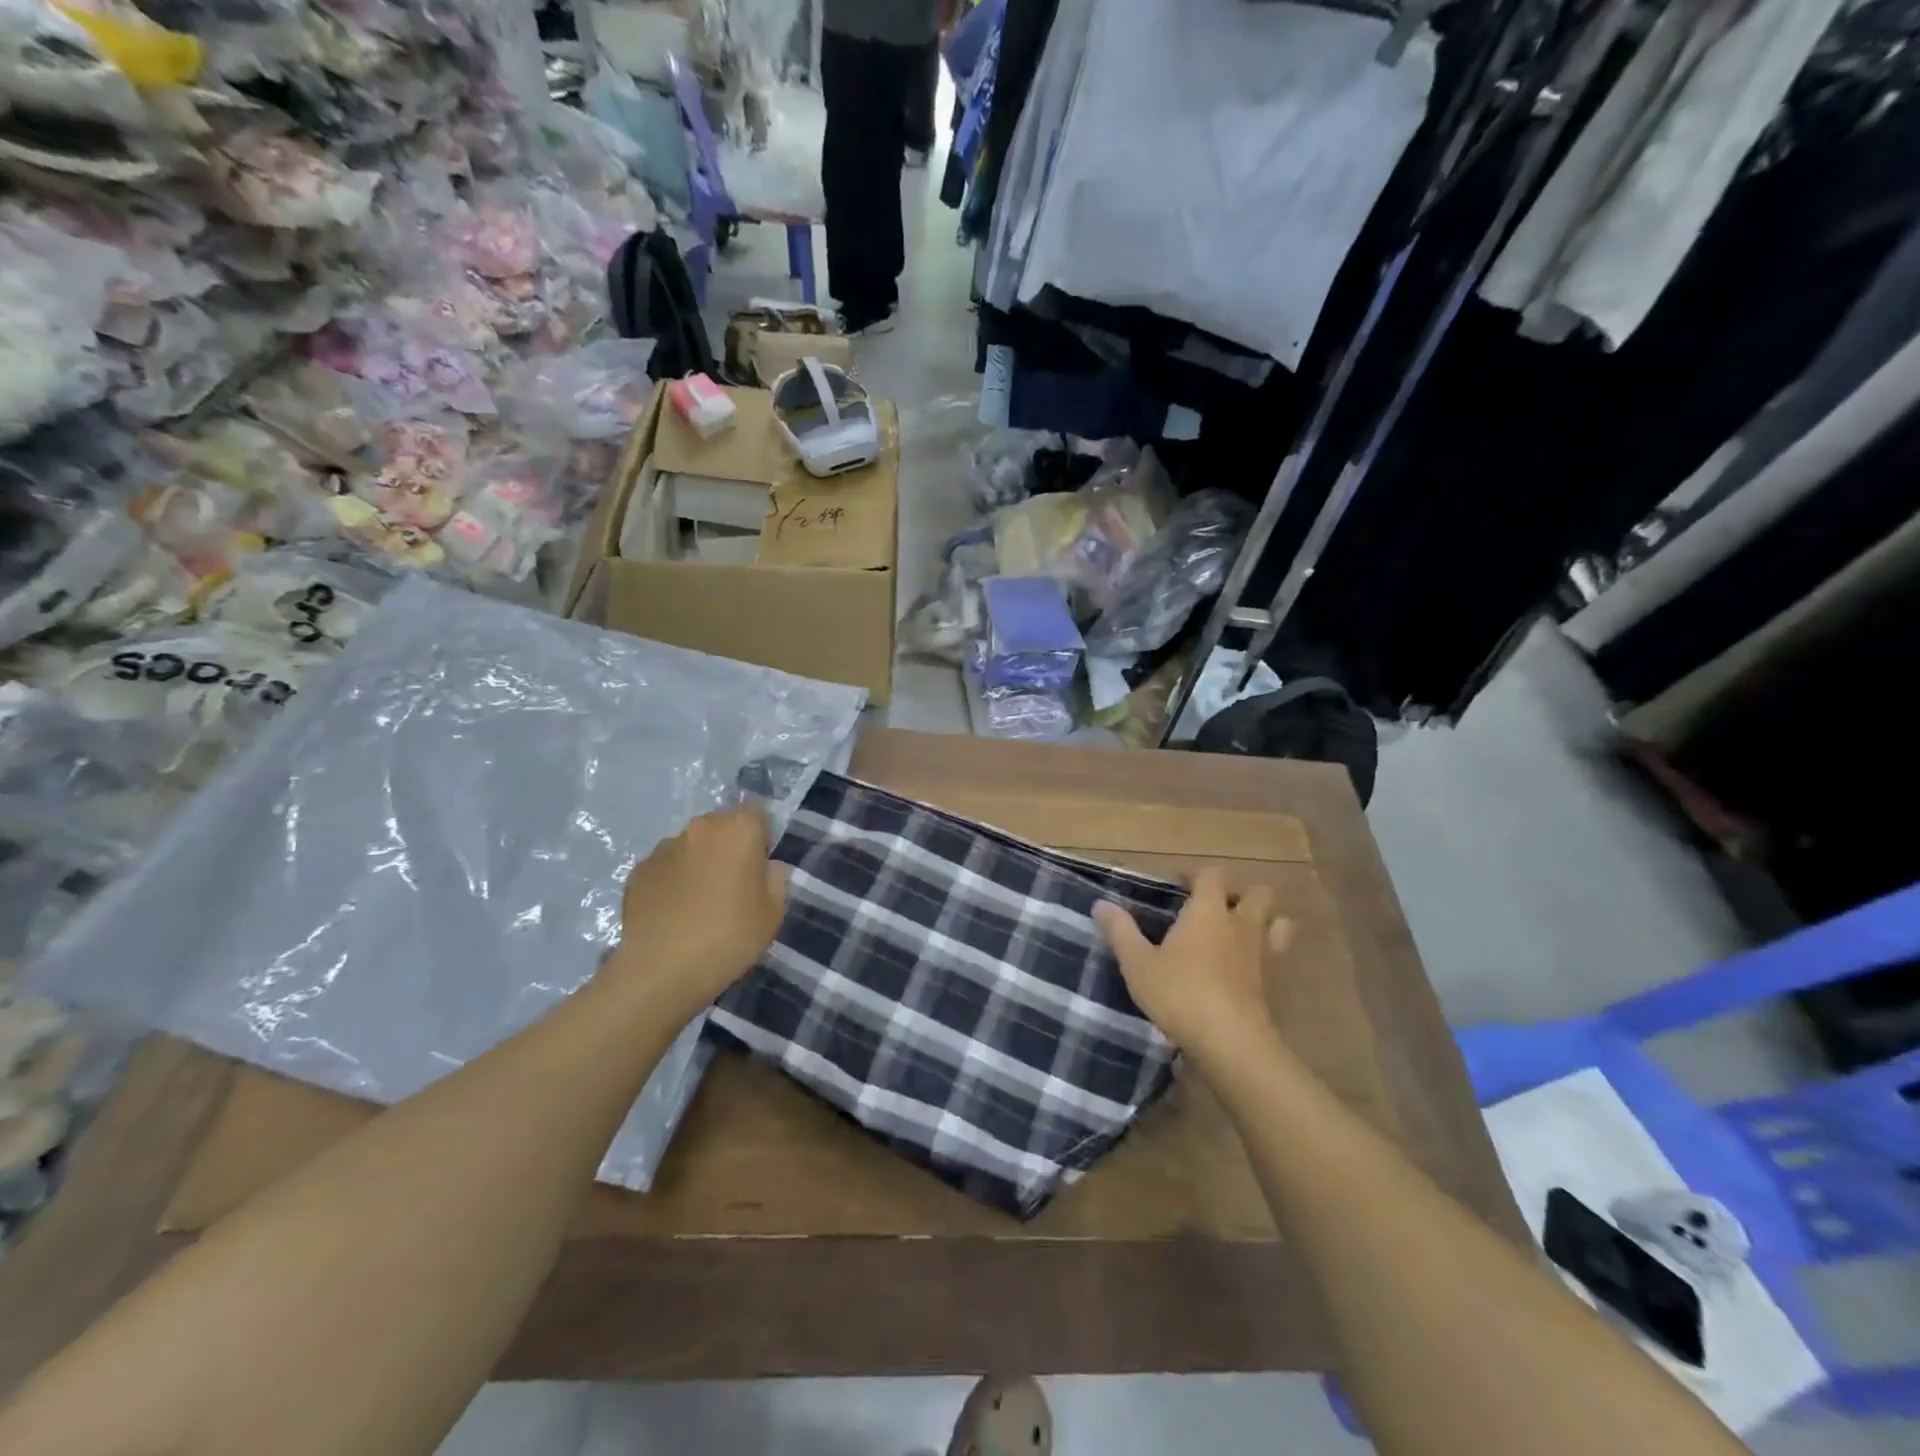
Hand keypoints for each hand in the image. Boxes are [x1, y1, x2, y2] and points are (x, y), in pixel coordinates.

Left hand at [605, 805, 788, 1018]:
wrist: (661, 970)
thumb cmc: (729, 937)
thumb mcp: (773, 913)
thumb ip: (776, 879)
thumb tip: (767, 866)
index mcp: (738, 831)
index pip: (756, 812)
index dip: (760, 835)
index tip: (760, 865)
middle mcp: (700, 829)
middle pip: (721, 826)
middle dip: (728, 846)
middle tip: (732, 885)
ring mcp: (664, 848)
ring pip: (691, 846)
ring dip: (698, 862)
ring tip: (698, 902)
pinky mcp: (638, 871)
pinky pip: (665, 867)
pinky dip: (672, 881)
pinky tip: (674, 913)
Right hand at [1093, 868, 1290, 1063]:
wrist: (1231, 1043)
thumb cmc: (1180, 994)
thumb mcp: (1138, 963)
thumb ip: (1120, 931)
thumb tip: (1101, 904)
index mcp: (1208, 911)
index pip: (1212, 875)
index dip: (1197, 875)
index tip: (1179, 886)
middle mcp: (1241, 925)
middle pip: (1258, 893)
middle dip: (1241, 894)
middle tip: (1215, 909)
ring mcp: (1263, 955)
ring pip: (1278, 923)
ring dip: (1264, 921)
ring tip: (1239, 934)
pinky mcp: (1275, 985)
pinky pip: (1278, 957)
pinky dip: (1267, 956)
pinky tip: (1245, 971)